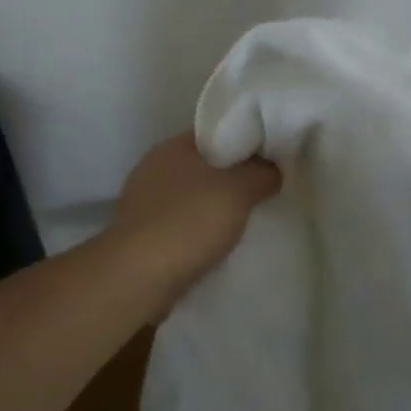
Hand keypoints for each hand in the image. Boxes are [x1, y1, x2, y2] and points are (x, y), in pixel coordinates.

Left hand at [111, 133, 280, 298]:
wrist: (138, 277)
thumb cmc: (189, 221)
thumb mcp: (239, 191)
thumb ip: (261, 173)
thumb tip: (272, 168)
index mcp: (173, 146)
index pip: (215, 133)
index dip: (243, 142)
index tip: (269, 158)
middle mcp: (153, 168)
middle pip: (202, 166)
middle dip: (230, 178)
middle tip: (261, 191)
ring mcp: (142, 203)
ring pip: (189, 197)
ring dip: (212, 208)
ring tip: (243, 222)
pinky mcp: (139, 235)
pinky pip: (178, 225)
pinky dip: (196, 232)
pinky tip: (215, 246)